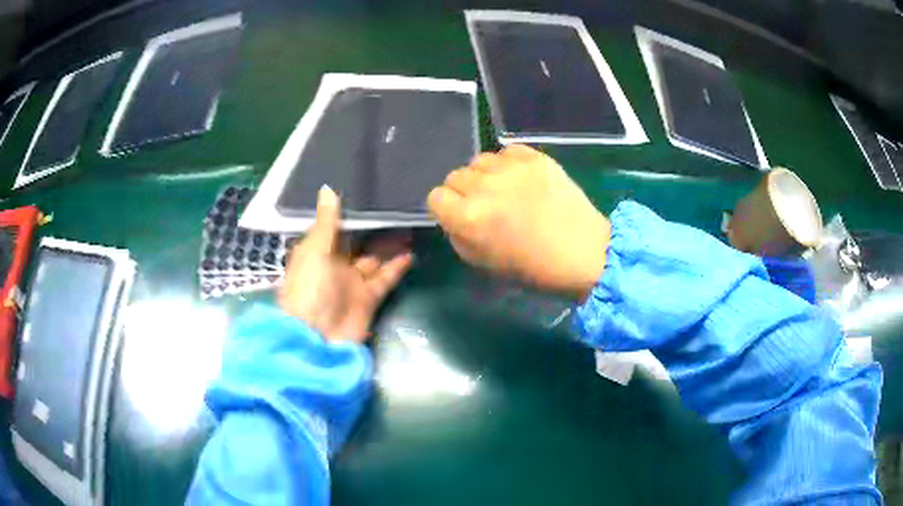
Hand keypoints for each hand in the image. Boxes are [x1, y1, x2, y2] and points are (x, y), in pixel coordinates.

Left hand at [279, 186, 412, 341]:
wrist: (317, 339)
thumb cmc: (309, 289)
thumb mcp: (314, 251)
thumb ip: (326, 222)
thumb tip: (328, 188)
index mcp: (316, 252)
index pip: (334, 227)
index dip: (349, 212)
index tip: (367, 190)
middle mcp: (334, 266)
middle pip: (356, 243)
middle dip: (373, 227)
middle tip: (395, 204)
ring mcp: (352, 283)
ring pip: (373, 259)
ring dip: (389, 245)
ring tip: (409, 224)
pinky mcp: (369, 299)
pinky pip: (385, 279)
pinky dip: (397, 267)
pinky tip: (410, 253)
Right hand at [427, 145, 609, 300]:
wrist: (582, 253)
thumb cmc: (532, 268)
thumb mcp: (483, 263)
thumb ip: (458, 234)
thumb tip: (454, 214)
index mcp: (468, 218)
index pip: (435, 197)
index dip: (446, 207)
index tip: (459, 215)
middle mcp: (483, 187)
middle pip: (455, 176)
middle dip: (465, 191)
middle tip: (486, 204)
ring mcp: (510, 168)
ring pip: (479, 160)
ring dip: (486, 175)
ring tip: (506, 189)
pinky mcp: (534, 157)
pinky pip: (506, 151)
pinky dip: (508, 163)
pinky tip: (522, 179)